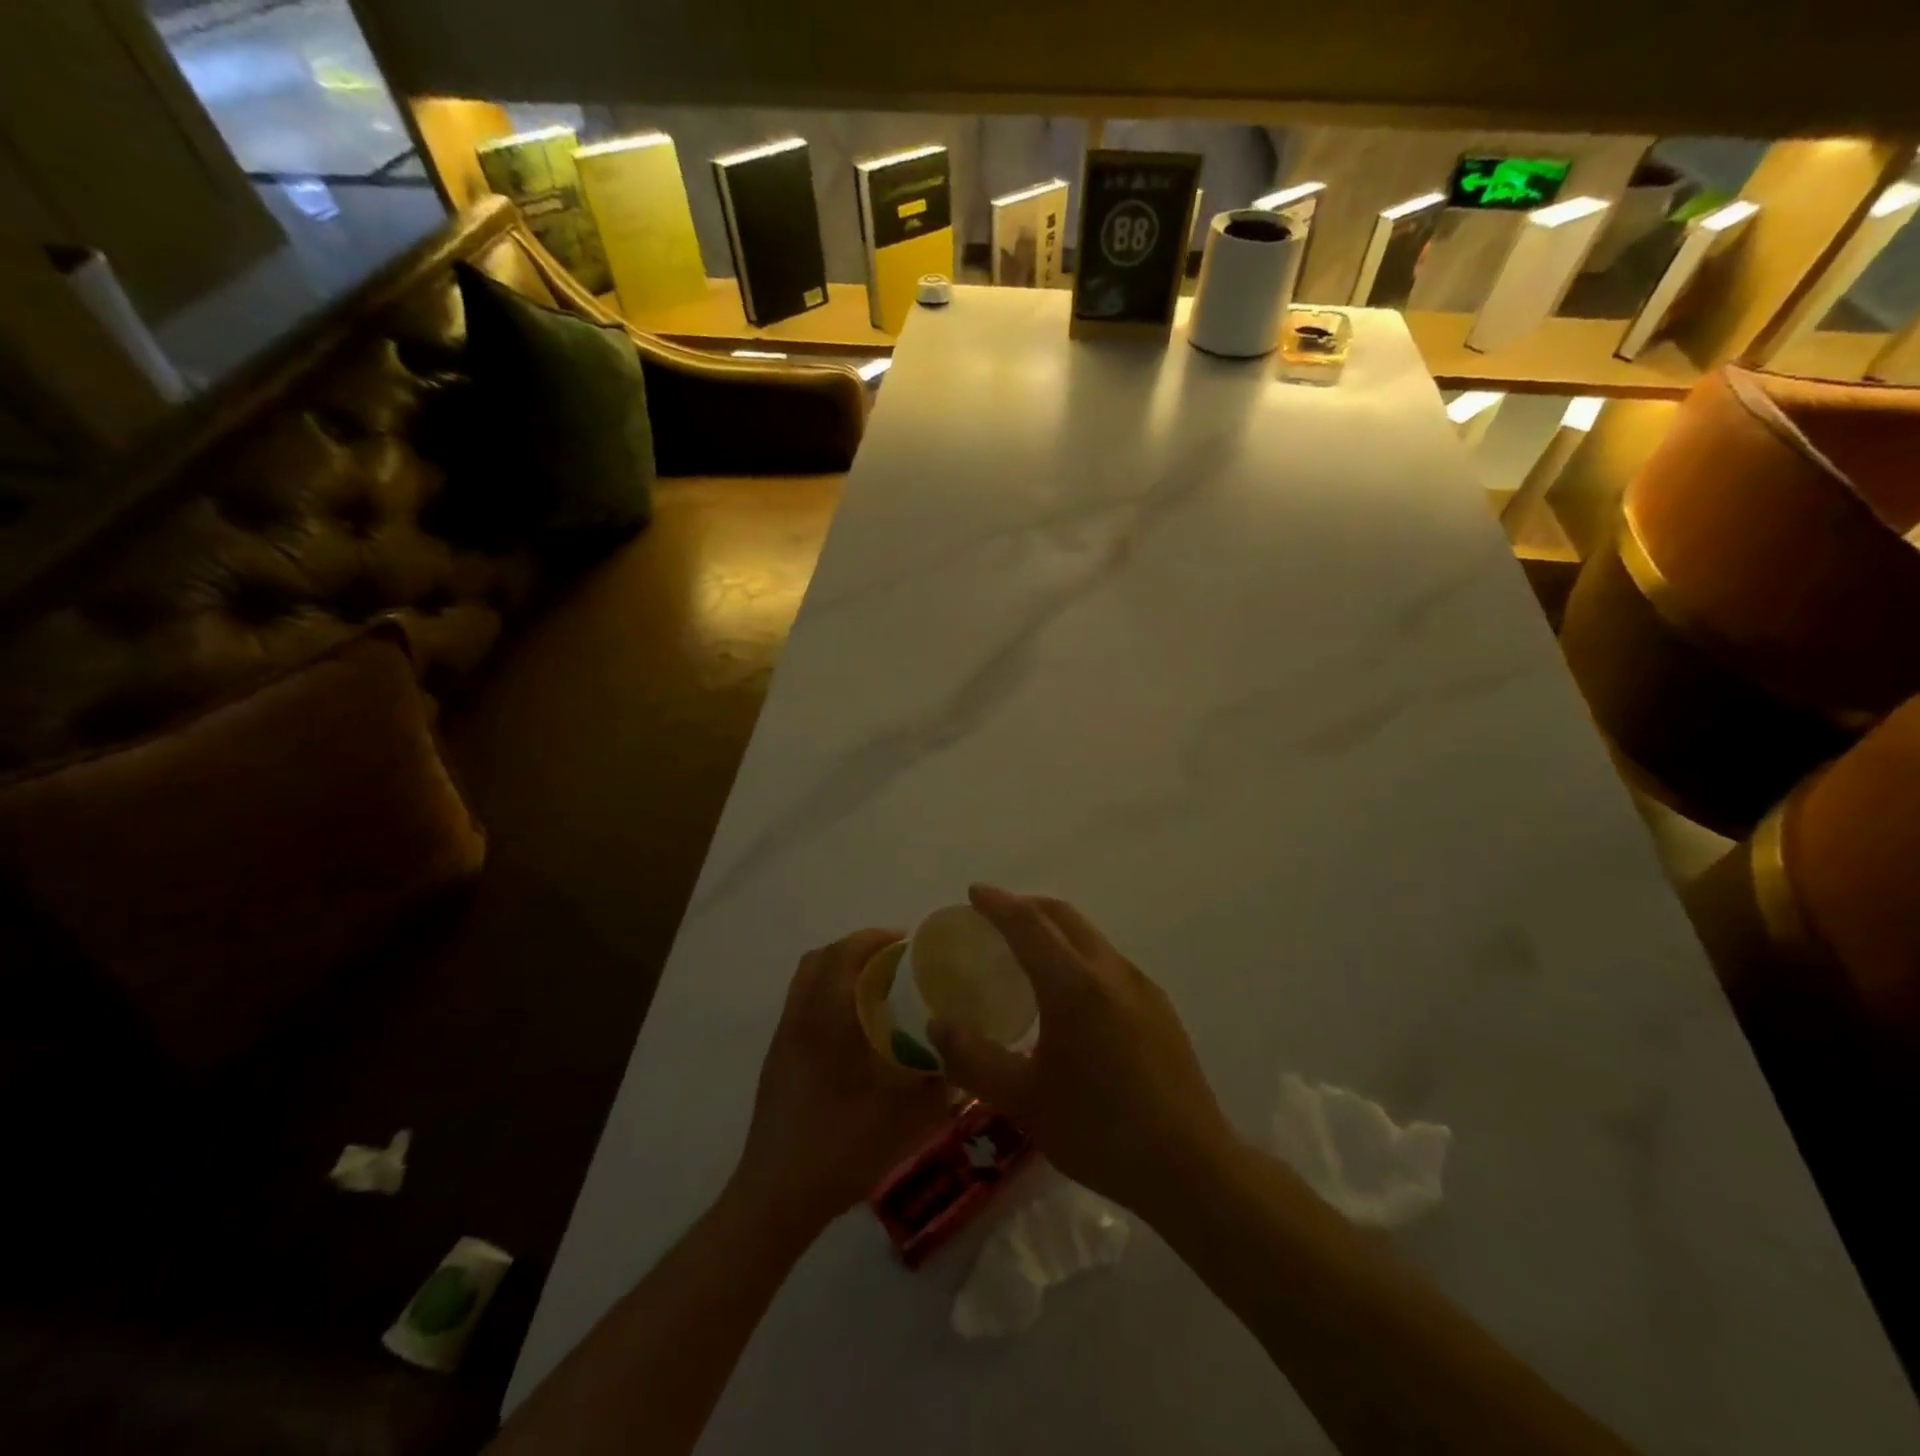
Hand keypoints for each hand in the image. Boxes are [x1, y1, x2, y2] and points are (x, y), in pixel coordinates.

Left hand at [733, 928, 951, 1232]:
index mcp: (828, 1022)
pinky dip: (826, 991)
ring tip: (875, 985)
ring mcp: (784, 1037)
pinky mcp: (776, 1056)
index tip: (906, 942)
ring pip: (806, 978)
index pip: (844, 955)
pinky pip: (801, 1001)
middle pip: (821, 958)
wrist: (776, 1196)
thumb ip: (938, 1083)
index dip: (874, 939)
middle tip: (894, 960)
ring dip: (839, 967)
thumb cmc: (841, 1150)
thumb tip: (962, 1057)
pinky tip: (852, 1024)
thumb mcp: (905, 1120)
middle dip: (857, 948)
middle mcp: (801, 1018)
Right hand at [929, 885, 1235, 1218]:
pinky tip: (1072, 997)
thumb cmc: (1099, 1131)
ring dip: (1056, 931)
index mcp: (1073, 986)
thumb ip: (973, 1060)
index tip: (974, 892)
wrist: (1190, 1166)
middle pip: (1064, 917)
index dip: (998, 904)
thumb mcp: (1023, 1101)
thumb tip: (937, 1026)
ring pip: (1091, 938)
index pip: (1028, 924)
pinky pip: (1110, 963)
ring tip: (1029, 956)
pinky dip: (1079, 957)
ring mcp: (1141, 987)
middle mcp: (1110, 972)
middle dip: (1027, 907)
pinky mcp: (1160, 1007)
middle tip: (996, 917)